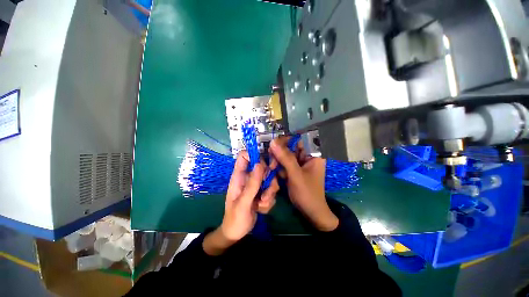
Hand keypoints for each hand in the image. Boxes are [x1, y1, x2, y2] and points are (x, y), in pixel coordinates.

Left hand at [203, 151, 278, 255]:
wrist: (237, 233)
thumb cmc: (235, 218)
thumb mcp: (243, 202)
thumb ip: (252, 184)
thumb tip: (260, 164)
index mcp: (239, 176)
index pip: (244, 156)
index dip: (254, 155)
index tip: (263, 166)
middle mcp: (248, 178)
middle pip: (263, 167)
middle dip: (268, 180)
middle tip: (265, 193)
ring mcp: (256, 185)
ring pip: (270, 179)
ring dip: (269, 193)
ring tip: (261, 204)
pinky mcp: (262, 192)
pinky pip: (272, 190)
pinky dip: (269, 200)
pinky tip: (261, 208)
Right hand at [269, 137, 338, 231]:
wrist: (311, 212)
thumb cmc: (307, 193)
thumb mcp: (296, 175)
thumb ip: (285, 158)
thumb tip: (272, 142)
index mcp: (313, 154)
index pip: (298, 139)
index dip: (285, 140)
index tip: (273, 146)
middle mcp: (307, 156)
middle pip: (290, 147)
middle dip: (279, 153)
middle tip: (272, 162)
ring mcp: (300, 163)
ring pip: (285, 155)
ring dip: (277, 161)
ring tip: (271, 169)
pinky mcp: (295, 169)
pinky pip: (284, 163)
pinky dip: (278, 166)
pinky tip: (274, 171)